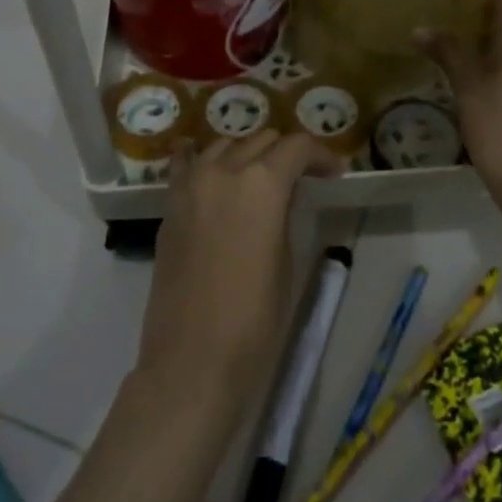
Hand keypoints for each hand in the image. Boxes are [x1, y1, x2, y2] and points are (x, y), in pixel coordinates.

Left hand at [136, 130, 342, 420]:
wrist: (192, 361)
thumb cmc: (254, 319)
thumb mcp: (286, 259)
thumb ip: (283, 213)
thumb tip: (282, 195)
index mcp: (261, 183)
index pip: (297, 147)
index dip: (320, 154)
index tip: (332, 172)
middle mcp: (223, 171)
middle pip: (261, 140)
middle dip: (285, 152)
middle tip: (302, 176)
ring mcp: (190, 185)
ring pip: (224, 145)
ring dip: (247, 153)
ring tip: (260, 176)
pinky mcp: (169, 207)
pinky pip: (186, 165)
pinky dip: (200, 158)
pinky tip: (206, 162)